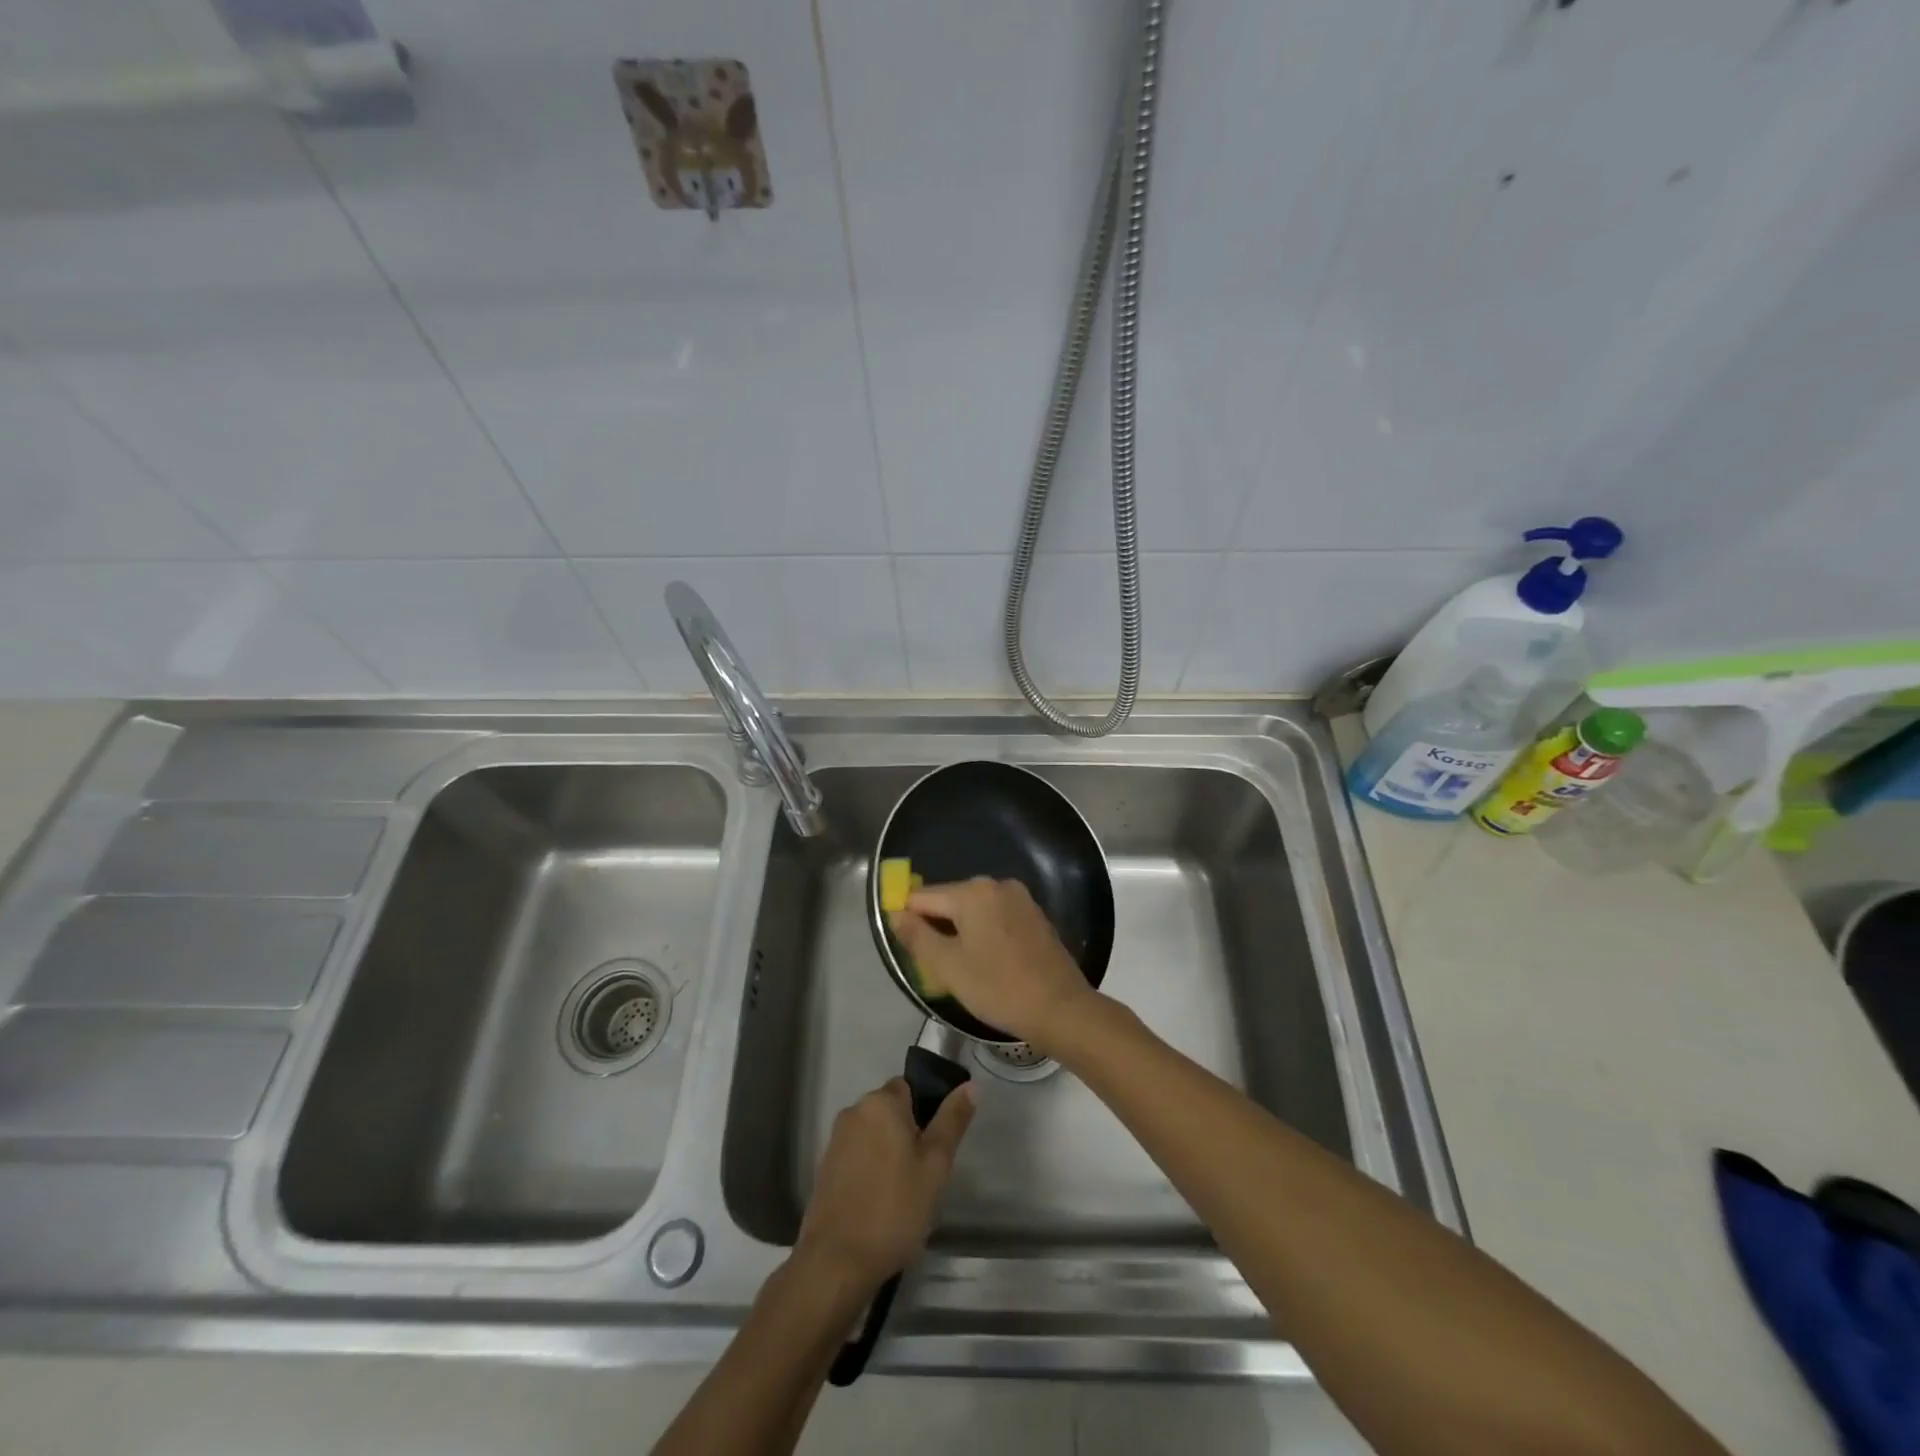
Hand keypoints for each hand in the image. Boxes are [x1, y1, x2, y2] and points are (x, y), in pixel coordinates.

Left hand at [796, 1077, 974, 1291]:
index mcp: (881, 1102)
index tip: (936, 1147)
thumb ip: (952, 1120)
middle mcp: (854, 1111)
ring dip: (889, 1154)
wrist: (837, 1262)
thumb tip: (971, 1085)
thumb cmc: (894, 1208)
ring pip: (874, 1136)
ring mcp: (836, 1141)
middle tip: (925, 1174)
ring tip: (904, 1194)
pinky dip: (870, 1171)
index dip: (927, 1113)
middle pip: (891, 1111)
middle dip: (909, 1135)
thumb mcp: (935, 1165)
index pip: (910, 1088)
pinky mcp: (825, 1168)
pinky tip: (880, 1204)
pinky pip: (857, 1157)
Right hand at [890, 877, 1096, 1050]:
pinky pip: (996, 918)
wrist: (1060, 1008)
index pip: (923, 897)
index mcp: (973, 891)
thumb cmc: (998, 987)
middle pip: (950, 900)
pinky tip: (986, 963)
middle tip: (933, 965)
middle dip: (936, 927)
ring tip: (959, 967)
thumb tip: (896, 914)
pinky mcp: (1035, 917)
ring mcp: (1020, 899)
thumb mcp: (947, 966)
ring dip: (961, 932)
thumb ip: (917, 936)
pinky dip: (984, 934)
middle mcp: (997, 885)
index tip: (907, 948)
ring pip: (974, 911)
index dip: (908, 919)